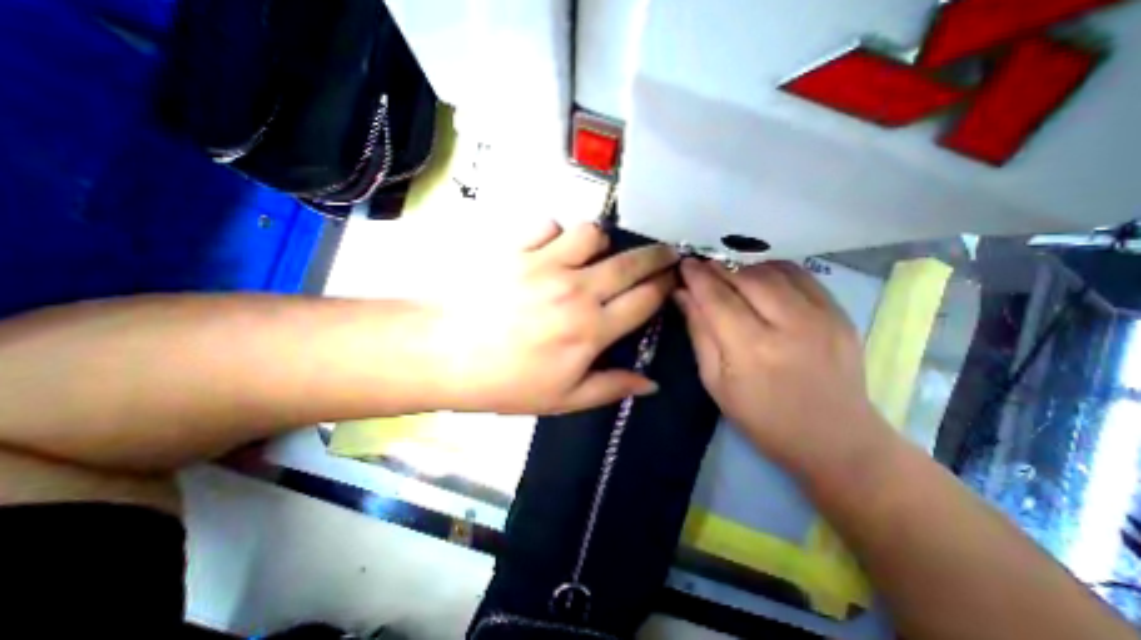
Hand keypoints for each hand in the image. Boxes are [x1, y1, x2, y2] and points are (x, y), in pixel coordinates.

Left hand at [425, 223, 676, 413]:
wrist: (445, 355)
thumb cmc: (506, 383)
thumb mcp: (563, 398)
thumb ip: (611, 387)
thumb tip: (652, 384)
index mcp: (591, 329)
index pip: (645, 299)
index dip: (665, 286)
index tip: (672, 280)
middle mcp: (576, 290)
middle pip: (631, 262)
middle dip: (656, 255)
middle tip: (664, 254)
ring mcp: (545, 264)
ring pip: (591, 233)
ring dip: (599, 243)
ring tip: (592, 256)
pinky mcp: (516, 249)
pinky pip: (548, 225)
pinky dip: (555, 234)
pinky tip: (548, 250)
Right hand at [676, 258, 889, 475]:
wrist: (835, 440)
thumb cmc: (762, 418)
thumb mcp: (716, 382)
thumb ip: (699, 333)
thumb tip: (682, 295)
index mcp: (752, 349)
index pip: (717, 298)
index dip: (697, 277)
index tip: (683, 263)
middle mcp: (789, 325)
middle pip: (745, 277)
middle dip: (718, 267)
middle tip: (701, 266)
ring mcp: (821, 316)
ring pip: (773, 271)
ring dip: (744, 266)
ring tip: (727, 272)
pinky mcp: (841, 313)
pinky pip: (801, 275)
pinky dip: (774, 269)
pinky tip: (759, 277)